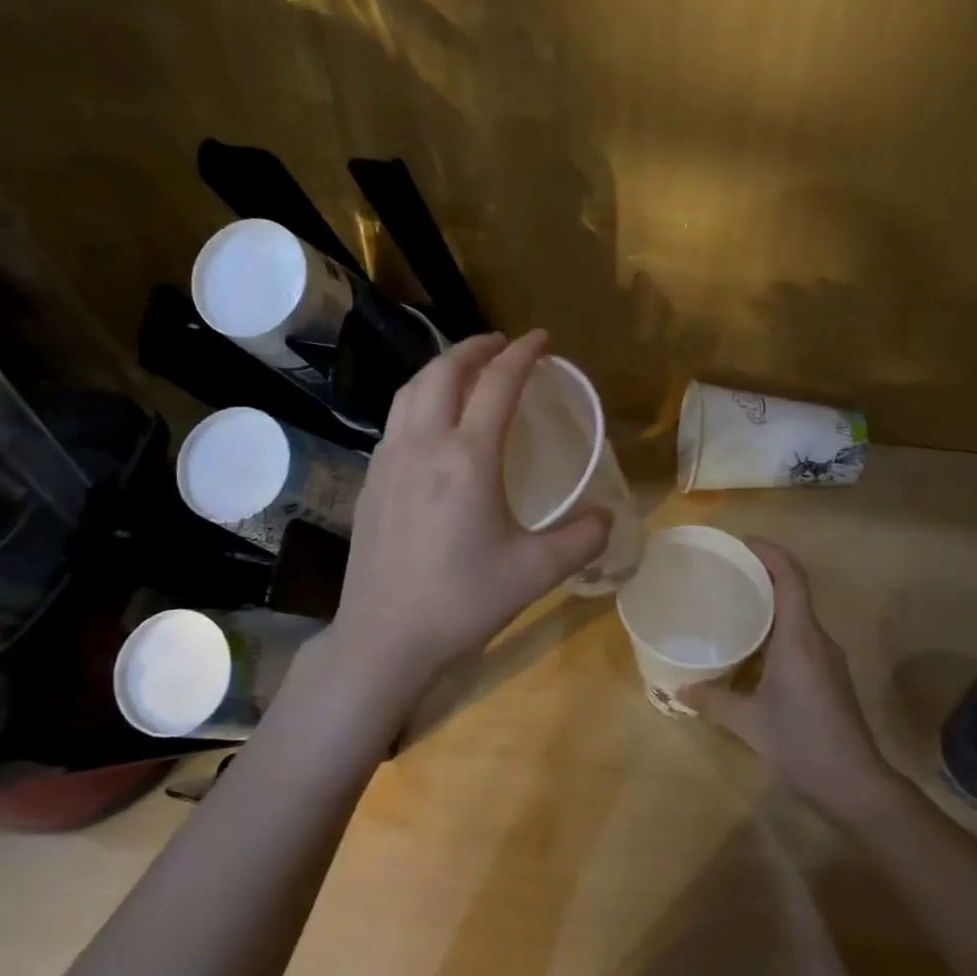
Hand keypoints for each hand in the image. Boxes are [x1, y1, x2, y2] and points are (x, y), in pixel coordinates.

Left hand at [328, 331, 611, 697]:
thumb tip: (606, 518)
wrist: (385, 637)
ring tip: (465, 370)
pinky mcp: (369, 482)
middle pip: (444, 372)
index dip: (523, 354)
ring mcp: (388, 461)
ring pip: (410, 391)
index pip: (498, 384)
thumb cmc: (463, 601)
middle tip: (502, 345)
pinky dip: (419, 401)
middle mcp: (423, 445)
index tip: (542, 339)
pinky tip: (431, 425)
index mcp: (467, 457)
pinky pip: (395, 421)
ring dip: (441, 369)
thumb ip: (582, 539)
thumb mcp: (536, 572)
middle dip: (476, 348)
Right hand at [682, 540, 887, 808]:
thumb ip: (713, 701)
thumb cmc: (802, 743)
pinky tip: (751, 648)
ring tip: (732, 605)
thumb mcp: (749, 723)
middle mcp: (817, 639)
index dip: (769, 552)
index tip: (740, 543)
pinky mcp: (829, 676)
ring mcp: (827, 658)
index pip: (790, 577)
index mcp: (799, 638)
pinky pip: (800, 637)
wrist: (856, 784)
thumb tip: (680, 688)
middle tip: (724, 572)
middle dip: (762, 574)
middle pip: (794, 590)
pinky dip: (775, 629)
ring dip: (769, 604)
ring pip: (797, 616)